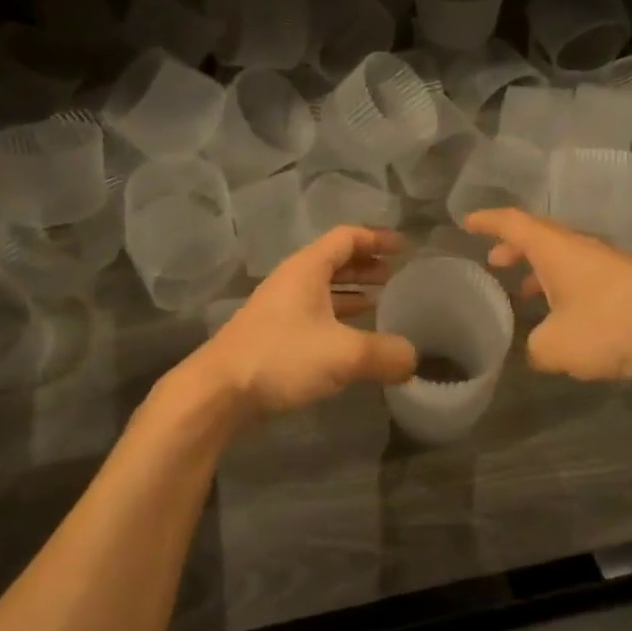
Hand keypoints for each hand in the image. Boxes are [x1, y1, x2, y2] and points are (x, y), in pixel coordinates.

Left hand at [197, 227, 417, 413]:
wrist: (218, 392)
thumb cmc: (281, 358)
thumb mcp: (344, 355)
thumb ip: (385, 354)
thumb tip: (413, 359)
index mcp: (307, 269)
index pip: (347, 238)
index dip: (377, 239)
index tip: (405, 248)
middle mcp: (292, 282)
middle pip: (334, 262)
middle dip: (366, 266)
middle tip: (396, 276)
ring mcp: (279, 309)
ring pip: (323, 291)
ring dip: (352, 293)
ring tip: (381, 303)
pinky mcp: (273, 336)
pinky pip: (314, 315)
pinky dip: (338, 318)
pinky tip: (352, 338)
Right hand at [463, 208, 631, 381]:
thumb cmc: (610, 327)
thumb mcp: (556, 346)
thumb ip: (535, 348)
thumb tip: (537, 349)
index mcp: (555, 249)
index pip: (513, 223)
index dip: (487, 221)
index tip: (466, 222)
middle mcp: (579, 249)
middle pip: (539, 238)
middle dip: (513, 247)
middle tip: (493, 262)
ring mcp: (607, 265)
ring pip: (562, 259)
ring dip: (538, 270)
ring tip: (522, 293)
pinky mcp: (627, 284)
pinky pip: (582, 277)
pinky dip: (562, 287)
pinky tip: (563, 317)